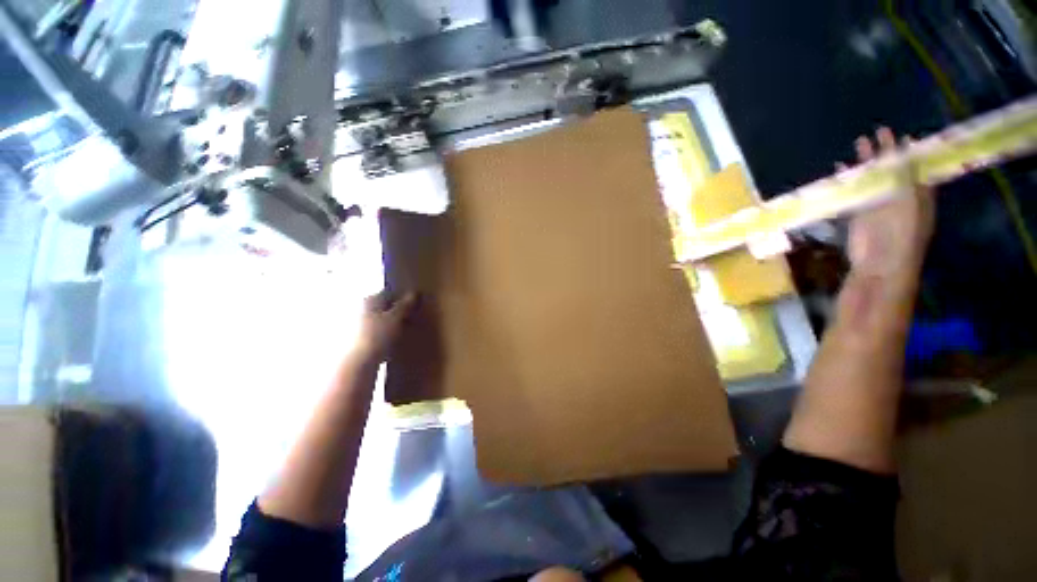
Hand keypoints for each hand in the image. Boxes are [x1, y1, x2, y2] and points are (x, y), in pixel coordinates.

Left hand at [352, 291, 415, 364]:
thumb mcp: (396, 318)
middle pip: (384, 307)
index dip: (403, 298)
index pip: (389, 293)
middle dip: (397, 312)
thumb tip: (414, 293)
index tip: (415, 306)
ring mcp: (356, 326)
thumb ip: (405, 305)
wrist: (358, 364)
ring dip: (391, 325)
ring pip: (380, 321)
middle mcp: (360, 309)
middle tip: (412, 319)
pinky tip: (393, 344)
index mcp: (369, 300)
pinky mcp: (357, 341)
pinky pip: (376, 334)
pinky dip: (385, 337)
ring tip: (404, 333)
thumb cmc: (377, 335)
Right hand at [838, 127, 935, 278]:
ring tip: (859, 142)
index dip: (911, 151)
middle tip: (880, 131)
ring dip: (866, 161)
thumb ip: (905, 173)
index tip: (905, 136)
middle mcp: (900, 195)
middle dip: (887, 150)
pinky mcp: (859, 212)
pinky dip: (848, 179)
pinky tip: (841, 168)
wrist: (880, 261)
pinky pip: (854, 191)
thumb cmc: (902, 231)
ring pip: (872, 177)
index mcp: (919, 192)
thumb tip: (903, 147)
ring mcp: (879, 204)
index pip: (916, 166)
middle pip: (893, 168)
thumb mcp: (910, 198)